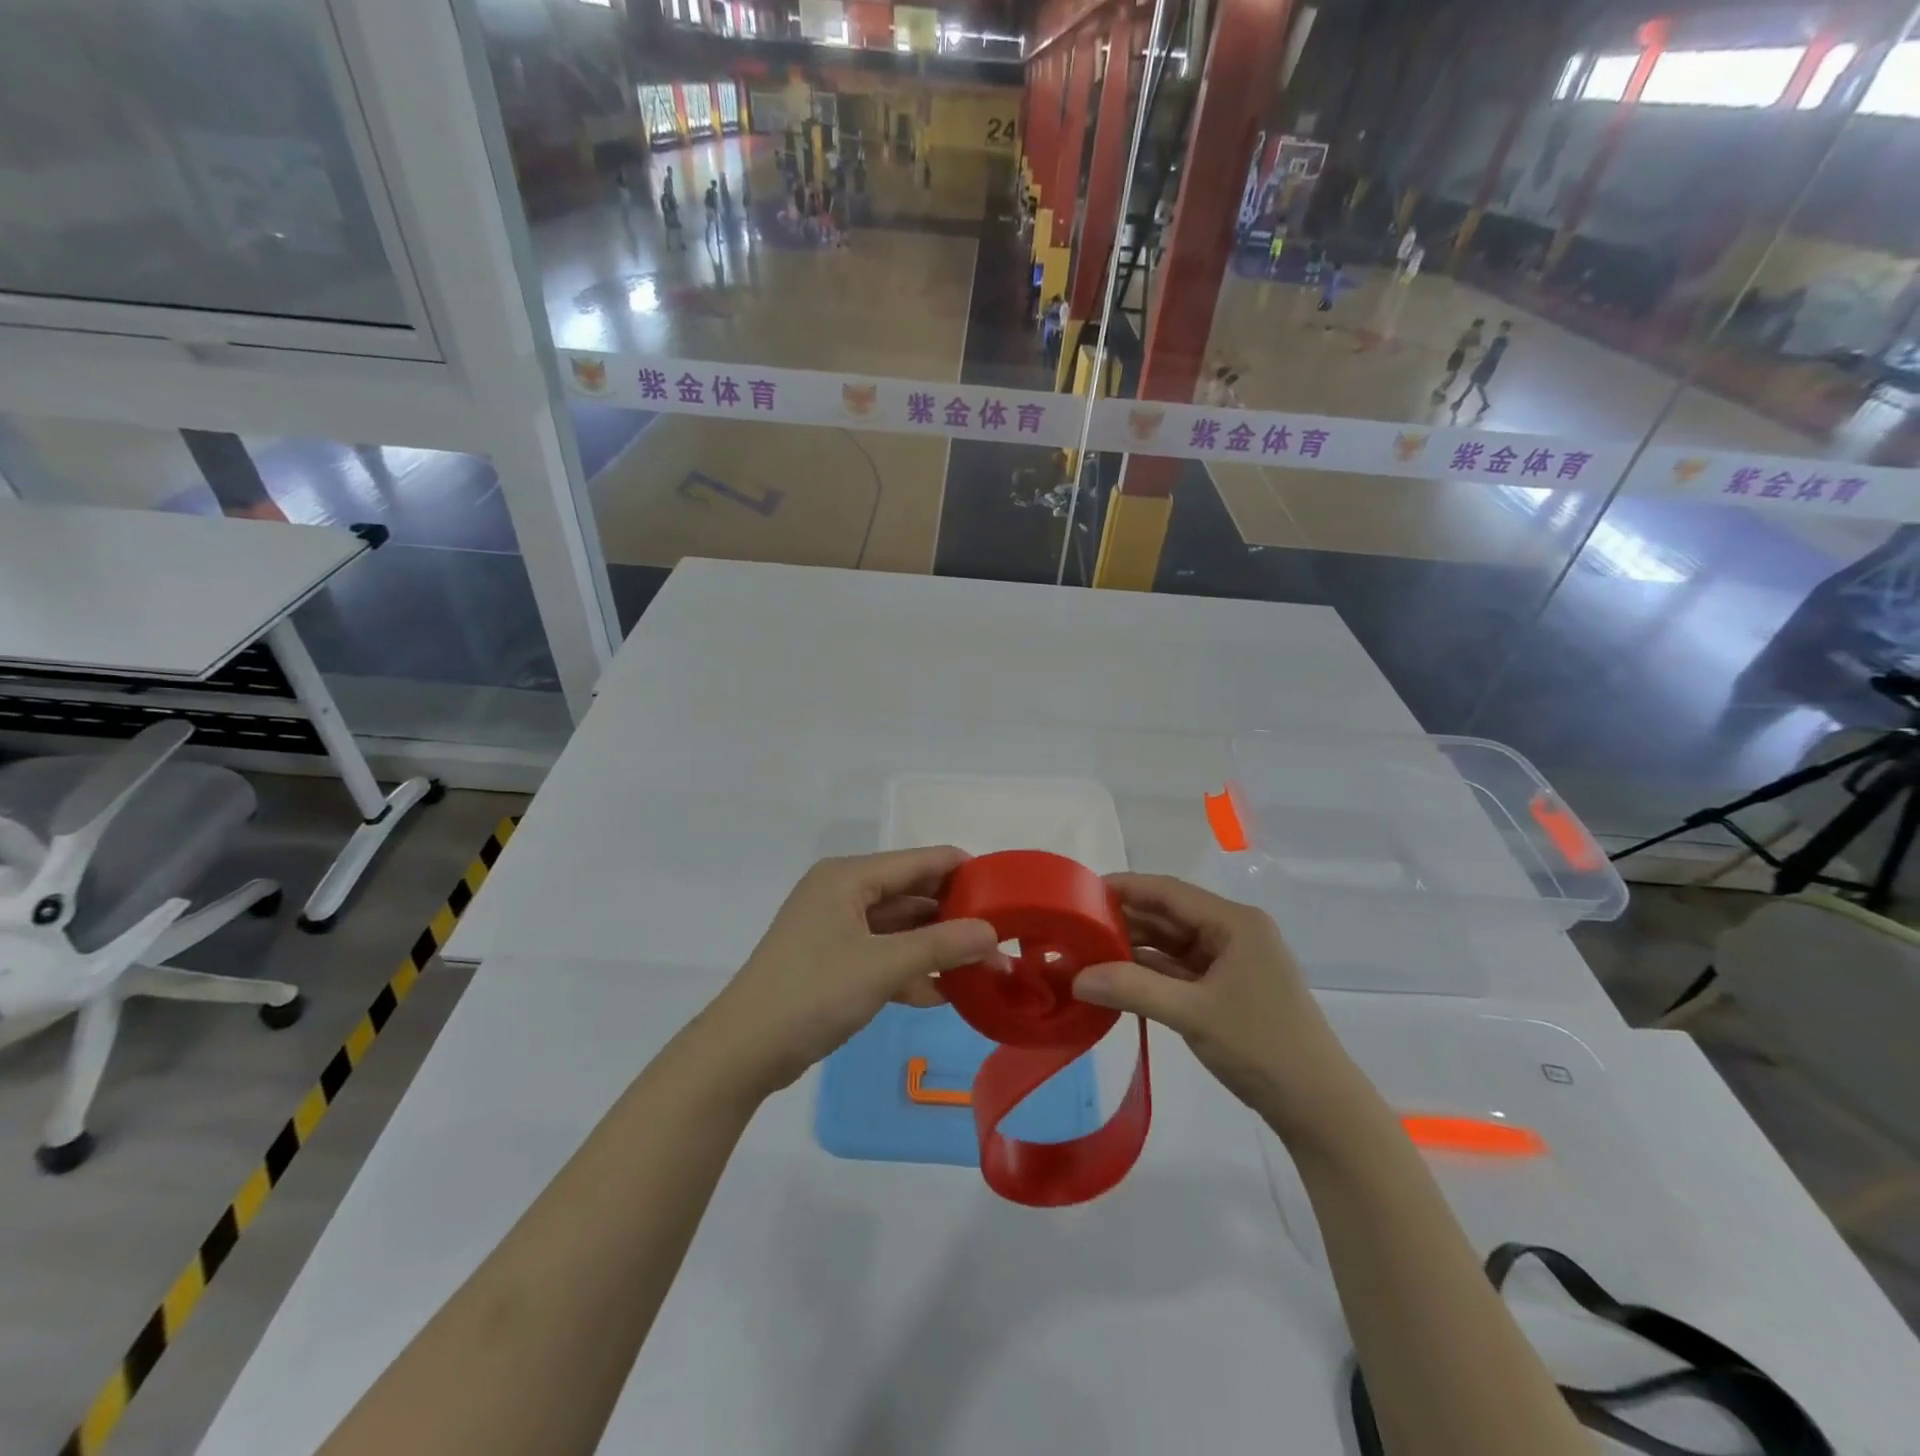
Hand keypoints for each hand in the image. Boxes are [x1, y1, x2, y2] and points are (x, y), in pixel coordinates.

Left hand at [697, 848, 999, 1100]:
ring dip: (936, 948)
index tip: (1007, 891)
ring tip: (984, 968)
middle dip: (954, 916)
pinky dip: (910, 970)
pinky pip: (882, 955)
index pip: (919, 861)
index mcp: (848, 877)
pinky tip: (944, 994)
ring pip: (899, 929)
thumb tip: (993, 934)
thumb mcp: (883, 967)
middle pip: (911, 894)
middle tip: (1001, 936)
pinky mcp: (832, 962)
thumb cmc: (812, 994)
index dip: (964, 872)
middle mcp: (842, 893)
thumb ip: (942, 946)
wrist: (742, 1052)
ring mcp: (835, 928)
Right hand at [1071, 874, 1364, 1143]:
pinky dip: (1149, 974)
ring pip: (1172, 944)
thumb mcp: (1192, 1014)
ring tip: (1087, 952)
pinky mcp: (1226, 990)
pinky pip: (1179, 971)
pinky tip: (1116, 979)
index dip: (1125, 888)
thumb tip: (1077, 978)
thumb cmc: (1262, 1047)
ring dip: (1134, 949)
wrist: (1319, 1109)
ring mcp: (1231, 962)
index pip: (1169, 892)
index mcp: (1235, 923)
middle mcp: (1233, 933)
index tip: (1080, 892)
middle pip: (1169, 916)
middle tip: (1075, 927)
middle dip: (1124, 920)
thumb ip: (1132, 989)